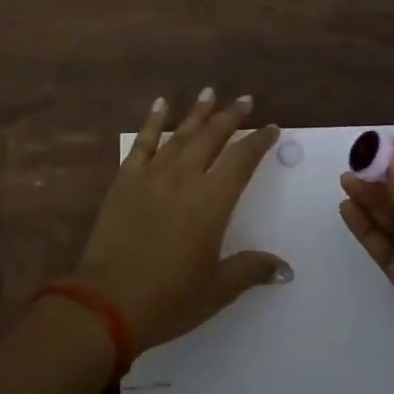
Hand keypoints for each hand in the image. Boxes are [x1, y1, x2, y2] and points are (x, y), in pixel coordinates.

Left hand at [76, 89, 290, 352]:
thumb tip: (286, 270)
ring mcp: (152, 175)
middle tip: (245, 99)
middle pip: (212, 137)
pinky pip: (142, 143)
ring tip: (210, 92)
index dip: (259, 142)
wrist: (108, 302)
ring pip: (179, 134)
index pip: (242, 161)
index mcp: (212, 202)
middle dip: (231, 116)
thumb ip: (251, 270)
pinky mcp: (125, 179)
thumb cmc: (169, 299)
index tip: (271, 128)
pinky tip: (160, 104)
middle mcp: (184, 178)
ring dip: (197, 112)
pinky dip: (152, 121)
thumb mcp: (217, 290)